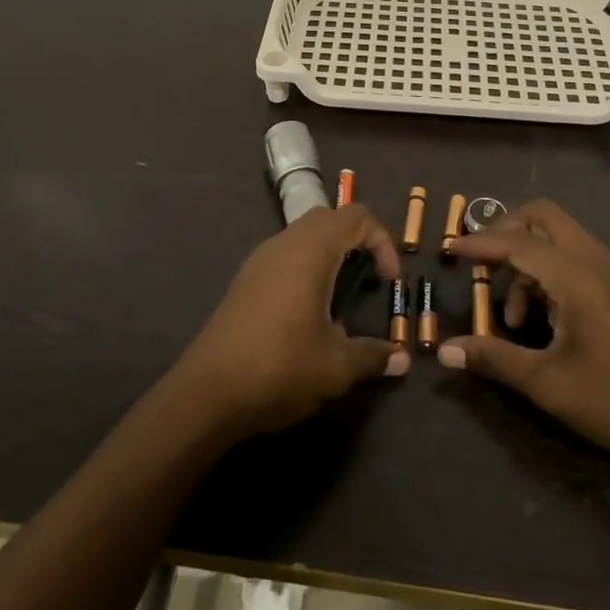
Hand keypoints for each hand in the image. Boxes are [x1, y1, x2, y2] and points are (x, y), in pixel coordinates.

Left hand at [171, 205, 407, 437]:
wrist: (207, 393)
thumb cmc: (279, 368)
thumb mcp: (336, 367)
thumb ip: (373, 356)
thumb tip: (401, 360)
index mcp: (309, 252)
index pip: (355, 216)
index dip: (382, 240)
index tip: (390, 281)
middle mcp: (283, 245)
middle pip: (327, 219)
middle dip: (356, 240)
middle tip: (369, 277)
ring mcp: (258, 261)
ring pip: (302, 235)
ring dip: (329, 253)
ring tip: (341, 296)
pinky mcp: (244, 281)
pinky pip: (283, 255)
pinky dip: (306, 267)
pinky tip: (308, 311)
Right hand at [443, 201, 609, 468]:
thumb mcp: (546, 384)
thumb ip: (494, 359)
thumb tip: (445, 351)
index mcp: (577, 278)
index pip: (517, 242)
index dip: (479, 244)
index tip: (448, 249)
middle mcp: (596, 261)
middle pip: (542, 217)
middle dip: (506, 232)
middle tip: (482, 265)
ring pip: (559, 236)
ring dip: (527, 257)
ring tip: (513, 314)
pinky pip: (575, 255)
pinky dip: (548, 269)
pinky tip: (542, 317)